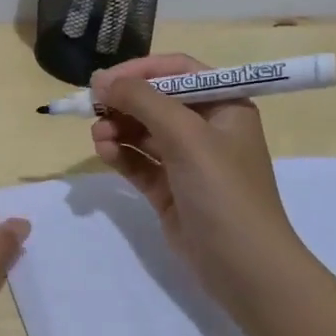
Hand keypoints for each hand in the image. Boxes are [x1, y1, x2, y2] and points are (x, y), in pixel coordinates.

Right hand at [89, 53, 304, 303]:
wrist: (242, 265)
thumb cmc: (222, 189)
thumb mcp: (185, 135)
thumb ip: (142, 101)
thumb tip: (102, 80)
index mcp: (224, 106)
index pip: (179, 71)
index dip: (141, 70)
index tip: (105, 79)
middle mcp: (206, 128)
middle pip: (156, 100)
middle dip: (124, 102)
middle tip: (93, 107)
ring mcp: (187, 161)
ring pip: (143, 132)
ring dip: (118, 128)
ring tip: (98, 137)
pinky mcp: (169, 189)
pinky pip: (138, 161)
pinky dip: (120, 154)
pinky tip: (104, 152)